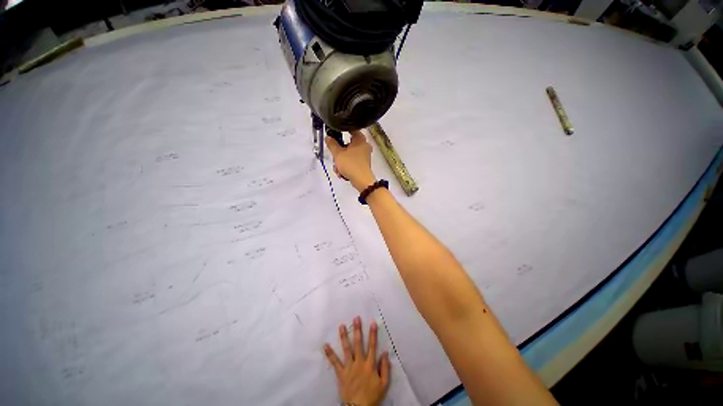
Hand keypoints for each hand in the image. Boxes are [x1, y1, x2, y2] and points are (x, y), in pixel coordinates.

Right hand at [325, 131, 376, 191]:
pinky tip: (342, 172)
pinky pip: (352, 161)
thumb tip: (328, 137)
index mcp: (360, 139)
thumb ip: (332, 144)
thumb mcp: (338, 154)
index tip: (333, 135)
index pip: (350, 129)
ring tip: (338, 168)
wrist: (362, 181)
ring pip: (348, 154)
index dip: (340, 131)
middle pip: (347, 144)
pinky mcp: (363, 163)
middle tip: (335, 158)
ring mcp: (364, 155)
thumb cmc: (351, 164)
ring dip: (341, 161)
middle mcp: (364, 145)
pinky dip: (346, 165)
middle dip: (338, 152)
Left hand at [325, 317, 390, 405]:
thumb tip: (385, 353)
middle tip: (356, 318)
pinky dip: (330, 354)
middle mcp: (359, 363)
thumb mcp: (383, 384)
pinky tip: (325, 345)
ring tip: (341, 326)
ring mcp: (349, 367)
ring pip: (347, 349)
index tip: (372, 322)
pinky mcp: (341, 373)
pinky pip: (335, 362)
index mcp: (370, 365)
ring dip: (344, 337)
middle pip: (358, 344)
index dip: (372, 334)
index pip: (372, 346)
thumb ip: (385, 368)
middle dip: (358, 330)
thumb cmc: (372, 396)